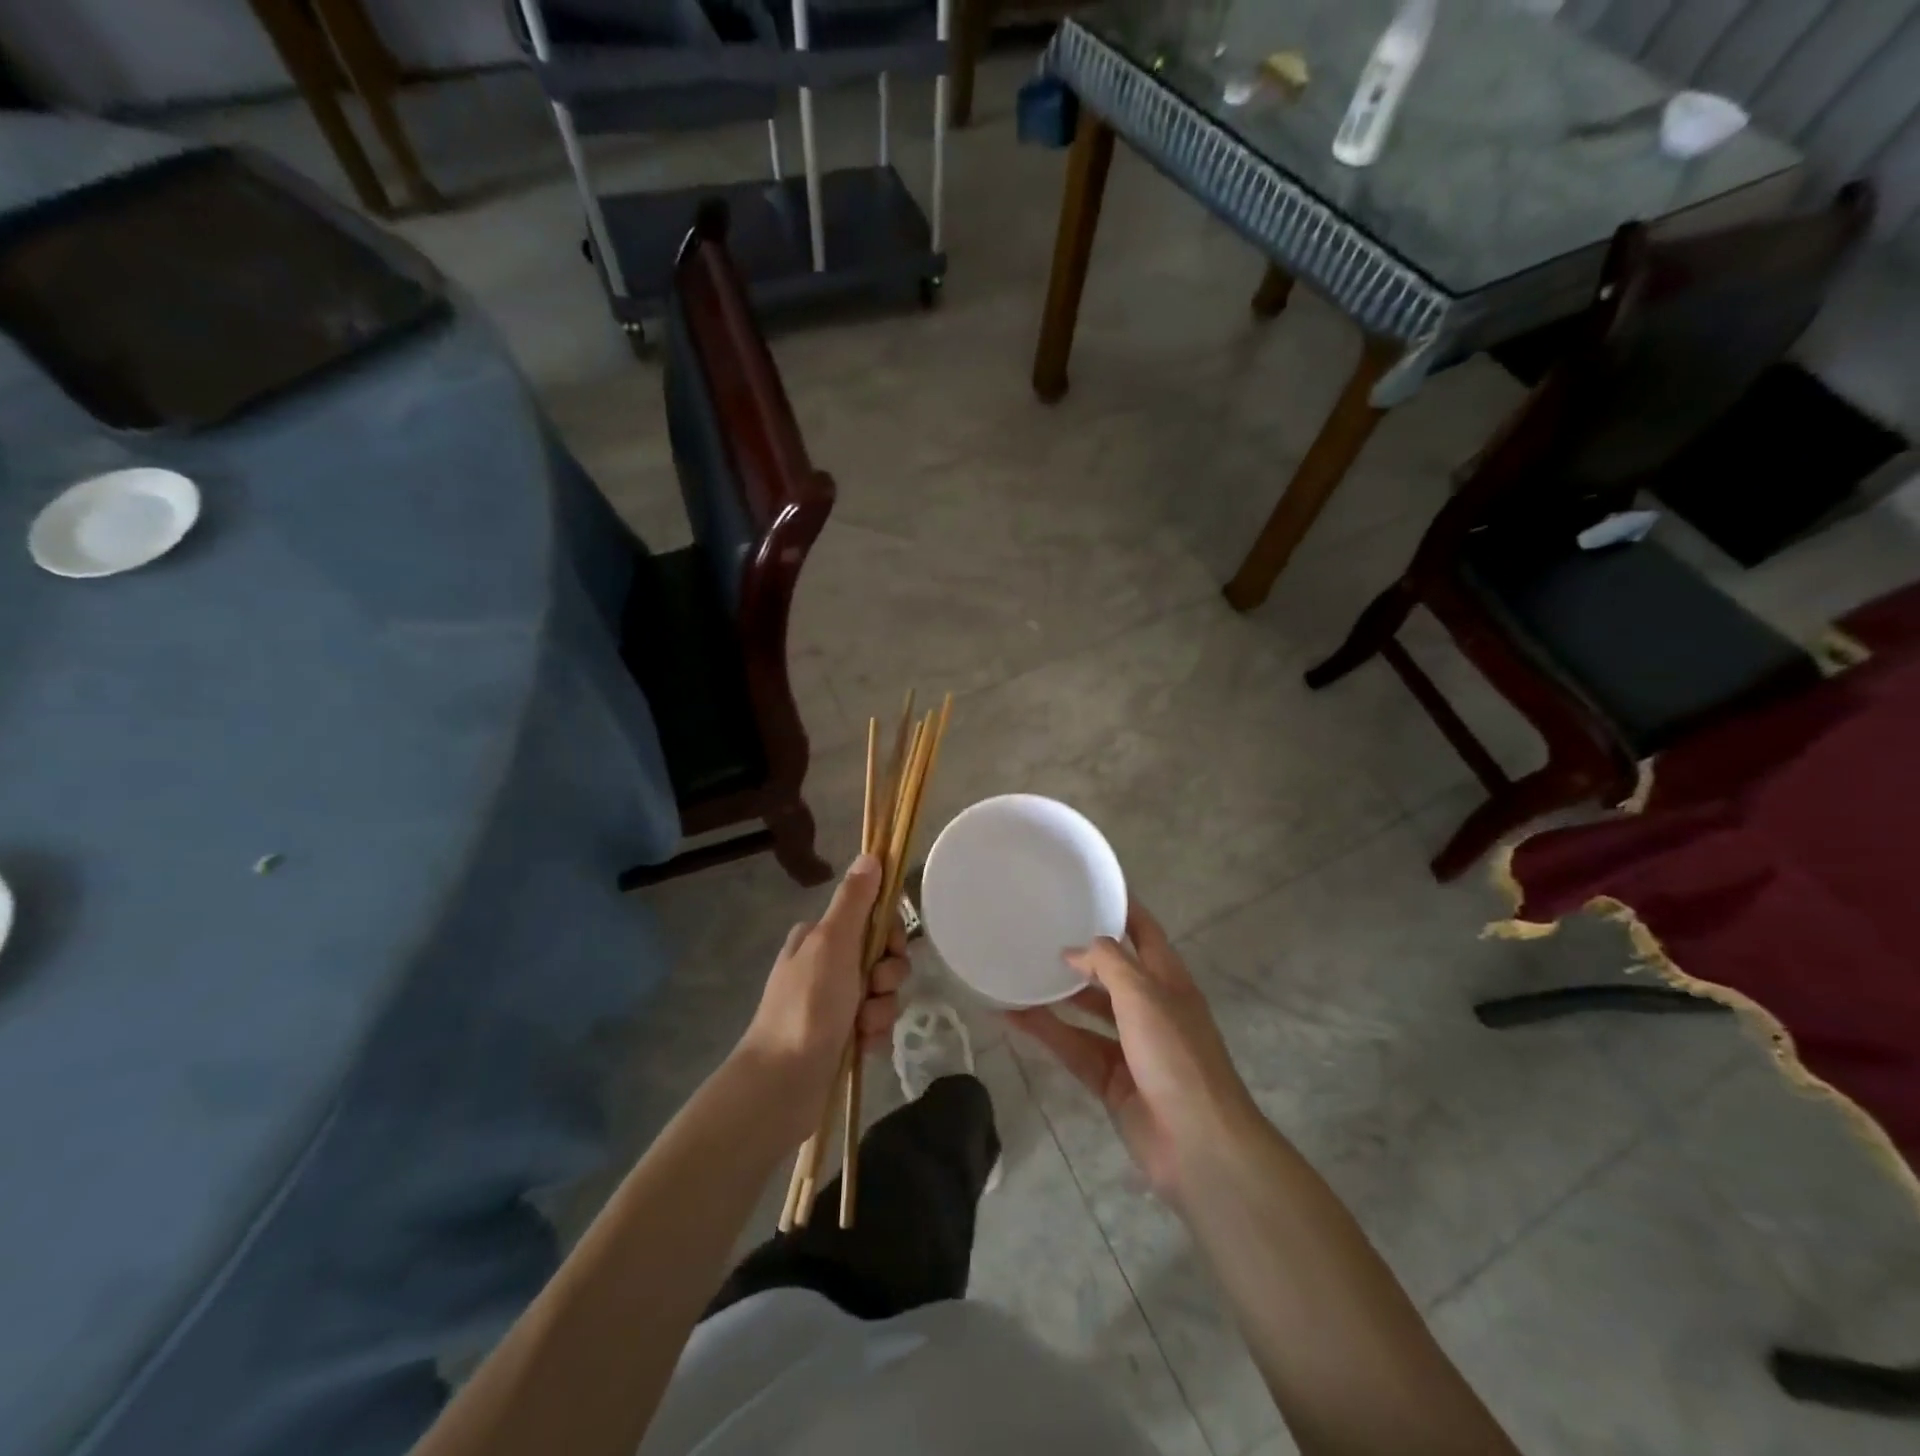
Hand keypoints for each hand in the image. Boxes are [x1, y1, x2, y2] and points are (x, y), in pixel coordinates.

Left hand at [736, 854, 909, 1136]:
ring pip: (883, 993)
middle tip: (872, 992)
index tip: (890, 949)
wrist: (782, 1084)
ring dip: (881, 1010)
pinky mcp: (840, 1036)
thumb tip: (871, 855)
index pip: (873, 919)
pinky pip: (876, 1025)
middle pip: (883, 957)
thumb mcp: (832, 943)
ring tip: (861, 1028)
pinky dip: (873, 1035)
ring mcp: (832, 1002)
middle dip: (886, 978)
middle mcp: (826, 964)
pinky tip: (861, 1047)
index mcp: (820, 937)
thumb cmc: (808, 1005)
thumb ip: (855, 900)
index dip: (890, 935)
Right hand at [1005, 900, 1259, 1203]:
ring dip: (1057, 995)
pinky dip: (1047, 1034)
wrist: (1198, 1145)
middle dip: (1081, 953)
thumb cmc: (1175, 1055)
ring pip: (1087, 1012)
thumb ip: (1107, 963)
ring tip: (1018, 971)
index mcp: (1168, 980)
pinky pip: (1073, 1047)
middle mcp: (1150, 1007)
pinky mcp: (1111, 1080)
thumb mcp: (1143, 994)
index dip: (1122, 907)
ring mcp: (1131, 1046)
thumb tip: (1073, 951)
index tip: (1088, 886)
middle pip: (1112, 971)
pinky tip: (1013, 1018)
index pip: (1144, 931)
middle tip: (1039, 930)